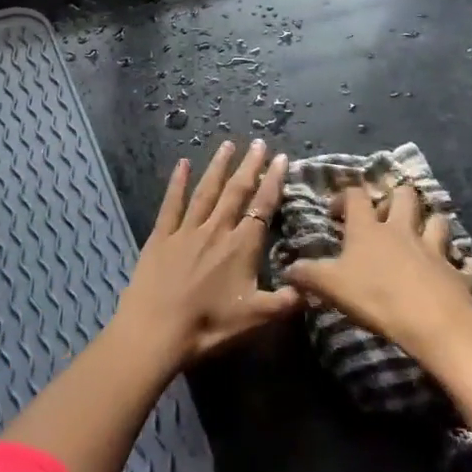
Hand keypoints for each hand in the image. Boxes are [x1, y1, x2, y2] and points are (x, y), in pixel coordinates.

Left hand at [112, 140, 301, 368]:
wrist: (157, 329)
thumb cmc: (209, 326)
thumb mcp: (256, 319)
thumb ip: (286, 301)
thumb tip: (314, 288)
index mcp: (241, 247)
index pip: (262, 207)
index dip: (273, 182)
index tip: (281, 159)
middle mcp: (216, 230)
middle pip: (236, 192)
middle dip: (249, 166)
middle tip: (258, 143)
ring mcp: (186, 230)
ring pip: (206, 191)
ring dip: (218, 167)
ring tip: (227, 144)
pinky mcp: (161, 235)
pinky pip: (171, 203)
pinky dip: (177, 182)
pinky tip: (182, 164)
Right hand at [282, 183, 471, 392]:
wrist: (435, 324)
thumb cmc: (377, 298)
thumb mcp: (331, 287)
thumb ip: (307, 276)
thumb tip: (286, 269)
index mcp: (369, 228)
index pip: (356, 196)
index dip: (344, 196)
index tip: (336, 211)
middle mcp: (402, 230)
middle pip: (404, 196)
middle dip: (395, 197)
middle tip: (384, 214)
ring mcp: (434, 250)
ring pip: (438, 221)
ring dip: (430, 223)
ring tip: (422, 234)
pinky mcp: (457, 273)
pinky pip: (464, 263)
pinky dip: (461, 264)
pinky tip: (458, 269)